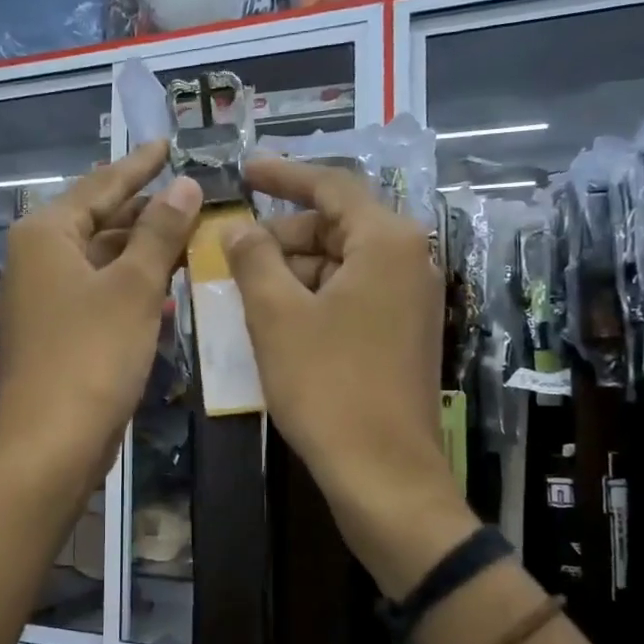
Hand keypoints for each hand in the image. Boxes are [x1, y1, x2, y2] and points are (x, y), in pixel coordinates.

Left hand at [0, 142, 200, 501]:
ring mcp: (45, 296)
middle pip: (99, 219)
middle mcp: (37, 257)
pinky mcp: (58, 330)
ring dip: (144, 247)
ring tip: (192, 231)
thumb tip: (184, 183)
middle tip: (194, 193)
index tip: (170, 143)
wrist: (52, 443)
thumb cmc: (92, 356)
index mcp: (45, 234)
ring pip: (102, 257)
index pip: (101, 184)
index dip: (139, 164)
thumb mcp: (134, 288)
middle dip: (147, 209)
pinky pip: (100, 288)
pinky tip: (168, 280)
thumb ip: (161, 232)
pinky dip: (132, 281)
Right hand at [222, 159, 475, 598]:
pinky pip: (352, 296)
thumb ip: (254, 259)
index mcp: (387, 241)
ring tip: (244, 290)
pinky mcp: (404, 335)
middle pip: (337, 227)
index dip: (282, 175)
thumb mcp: (277, 316)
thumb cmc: (327, 386)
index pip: (331, 187)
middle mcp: (410, 261)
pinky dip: (313, 298)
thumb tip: (238, 226)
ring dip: (292, 271)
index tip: (243, 170)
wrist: (383, 473)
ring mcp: (411, 301)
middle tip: (231, 251)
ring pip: (341, 265)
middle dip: (282, 235)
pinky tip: (276, 320)